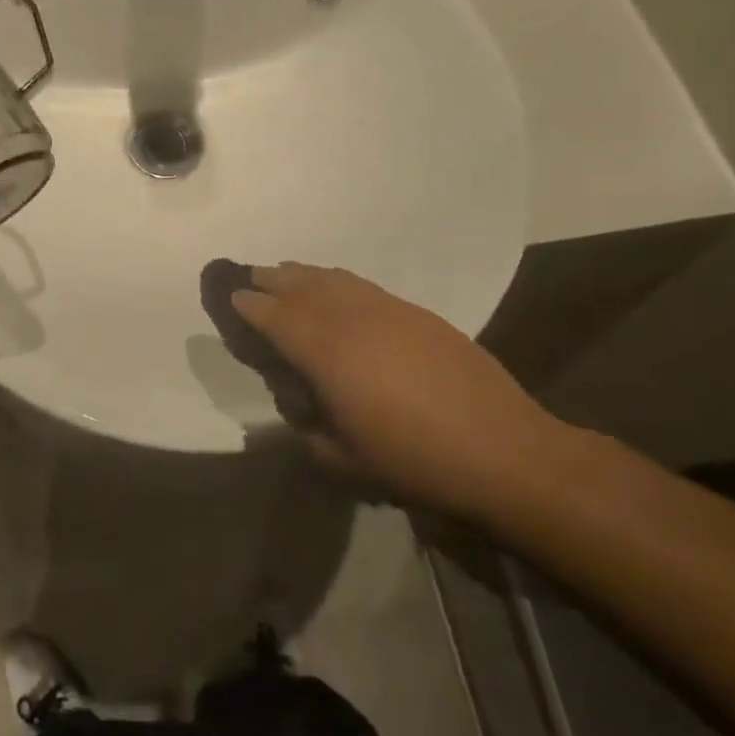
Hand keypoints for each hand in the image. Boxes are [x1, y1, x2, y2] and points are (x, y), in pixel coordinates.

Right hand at [233, 264, 561, 516]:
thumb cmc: (414, 461)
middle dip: (272, 279)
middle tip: (251, 276)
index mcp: (327, 354)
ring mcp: (388, 310)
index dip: (250, 305)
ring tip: (287, 274)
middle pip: (302, 286)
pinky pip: (363, 287)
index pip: (276, 317)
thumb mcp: (344, 460)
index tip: (232, 296)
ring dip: (304, 275)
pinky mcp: (417, 314)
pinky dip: (339, 282)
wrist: (502, 449)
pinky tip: (338, 290)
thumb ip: (310, 430)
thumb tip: (301, 410)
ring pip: (334, 280)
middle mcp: (352, 320)